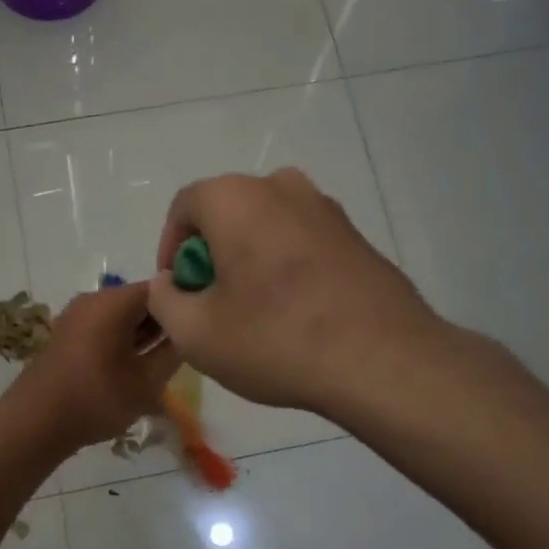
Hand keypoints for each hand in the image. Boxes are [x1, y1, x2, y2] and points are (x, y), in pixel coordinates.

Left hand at [2, 281, 182, 452]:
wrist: (34, 423)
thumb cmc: (96, 398)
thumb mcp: (147, 381)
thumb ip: (174, 351)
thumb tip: (188, 332)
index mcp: (114, 301)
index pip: (163, 287)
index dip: (185, 303)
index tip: (202, 326)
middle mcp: (94, 299)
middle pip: (142, 300)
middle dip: (165, 321)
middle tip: (187, 350)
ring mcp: (77, 315)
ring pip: (124, 316)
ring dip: (145, 335)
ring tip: (163, 363)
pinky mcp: (68, 334)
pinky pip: (106, 327)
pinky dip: (124, 341)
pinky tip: (135, 368)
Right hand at [147, 169, 439, 416]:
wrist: (383, 360)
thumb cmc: (275, 339)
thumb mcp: (195, 333)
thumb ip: (164, 300)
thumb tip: (169, 284)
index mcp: (235, 197)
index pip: (184, 208)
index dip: (170, 250)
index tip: (177, 292)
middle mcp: (282, 187)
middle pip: (227, 214)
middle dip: (211, 255)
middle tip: (212, 304)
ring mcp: (326, 209)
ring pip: (267, 227)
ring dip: (250, 260)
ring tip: (255, 312)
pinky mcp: (357, 236)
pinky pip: (303, 242)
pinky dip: (287, 267)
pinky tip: (296, 314)